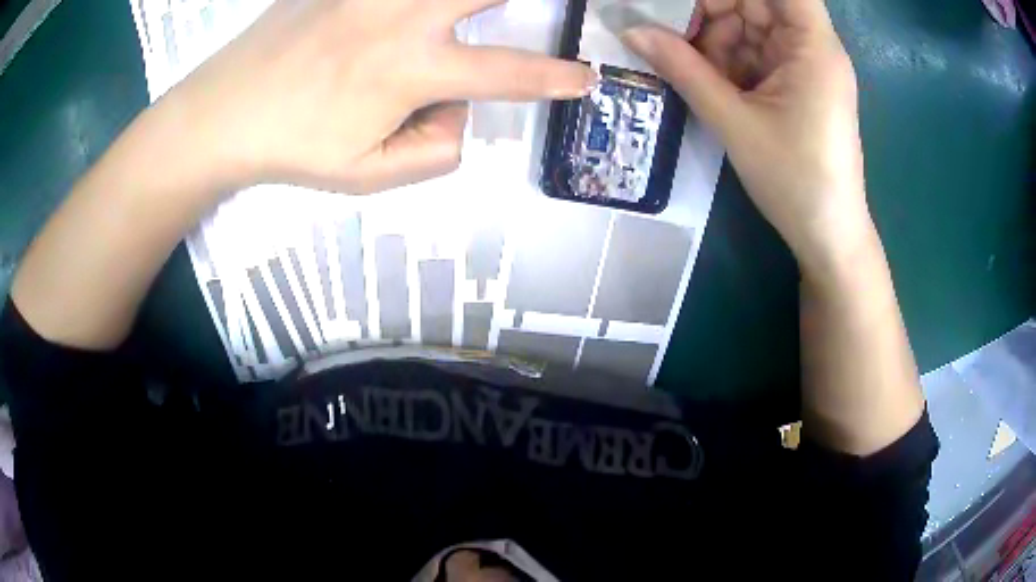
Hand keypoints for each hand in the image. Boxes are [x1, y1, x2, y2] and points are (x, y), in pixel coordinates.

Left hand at [162, 0, 595, 194]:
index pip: (506, 73)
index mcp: (411, 70)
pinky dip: (411, 0)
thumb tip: (461, 112)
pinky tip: (408, 13)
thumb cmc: (293, 148)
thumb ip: (434, 151)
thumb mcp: (369, 176)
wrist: (223, 114)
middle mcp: (402, 16)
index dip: (555, 78)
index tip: (586, 78)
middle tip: (552, 8)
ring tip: (479, 14)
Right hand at [622, 0, 869, 273]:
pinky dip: (726, 62)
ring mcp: (803, 67)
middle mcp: (812, 47)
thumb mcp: (735, 122)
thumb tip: (631, 31)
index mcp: (813, 46)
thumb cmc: (794, 180)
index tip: (691, 3)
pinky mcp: (794, 86)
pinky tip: (705, 80)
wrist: (826, 236)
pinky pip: (754, 55)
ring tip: (684, 65)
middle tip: (667, 30)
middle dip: (710, 12)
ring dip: (714, 40)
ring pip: (750, 29)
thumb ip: (683, 70)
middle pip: (757, 4)